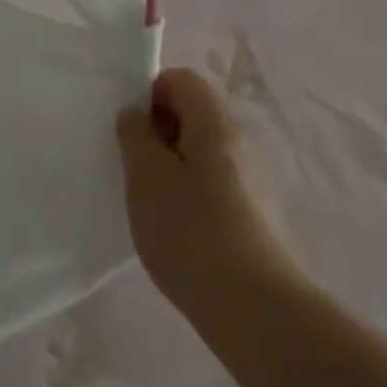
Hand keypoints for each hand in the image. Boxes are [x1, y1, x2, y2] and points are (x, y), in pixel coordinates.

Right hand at [117, 69, 302, 316]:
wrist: (252, 307)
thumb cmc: (189, 227)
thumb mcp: (144, 173)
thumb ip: (134, 132)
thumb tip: (136, 114)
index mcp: (214, 119)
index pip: (180, 79)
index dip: (149, 95)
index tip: (131, 132)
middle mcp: (240, 138)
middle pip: (192, 113)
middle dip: (158, 133)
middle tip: (135, 167)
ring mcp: (253, 177)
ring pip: (201, 151)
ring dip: (172, 166)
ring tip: (152, 202)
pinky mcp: (255, 213)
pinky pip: (214, 183)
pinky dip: (191, 194)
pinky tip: (177, 230)